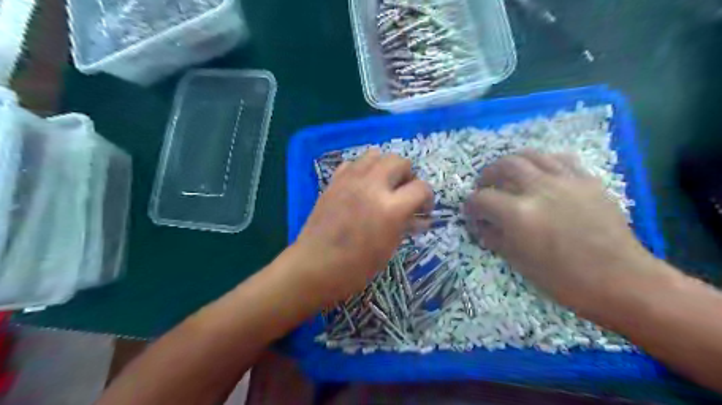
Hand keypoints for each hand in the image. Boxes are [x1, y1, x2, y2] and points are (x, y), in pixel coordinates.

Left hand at [289, 150, 429, 304]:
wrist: (315, 266)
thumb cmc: (356, 267)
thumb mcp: (389, 248)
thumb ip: (406, 225)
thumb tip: (421, 218)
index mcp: (390, 208)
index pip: (421, 187)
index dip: (427, 198)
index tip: (423, 209)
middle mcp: (372, 186)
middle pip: (400, 161)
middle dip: (408, 176)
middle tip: (404, 193)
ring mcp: (350, 180)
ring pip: (376, 154)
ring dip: (386, 166)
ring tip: (384, 184)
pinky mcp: (334, 181)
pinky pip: (353, 163)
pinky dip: (363, 169)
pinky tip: (362, 186)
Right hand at [462, 150, 657, 310]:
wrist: (621, 280)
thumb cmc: (564, 279)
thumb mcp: (518, 262)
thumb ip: (494, 237)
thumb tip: (482, 223)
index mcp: (519, 214)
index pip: (481, 199)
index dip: (470, 205)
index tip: (471, 212)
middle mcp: (539, 189)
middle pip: (504, 165)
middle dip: (487, 174)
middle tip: (485, 186)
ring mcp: (566, 181)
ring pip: (531, 155)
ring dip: (512, 162)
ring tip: (508, 174)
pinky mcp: (587, 180)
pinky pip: (559, 159)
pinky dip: (542, 162)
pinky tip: (540, 173)